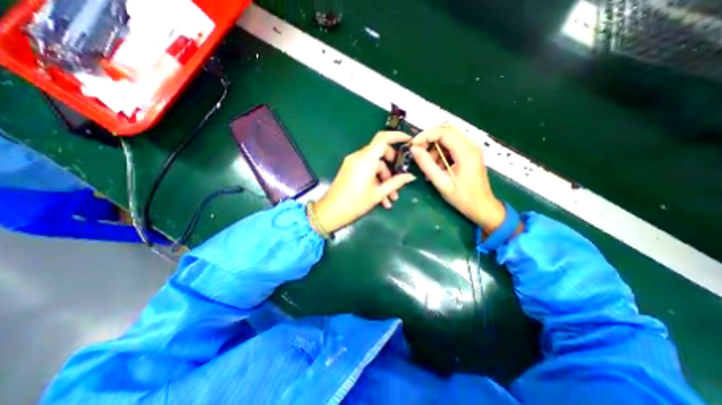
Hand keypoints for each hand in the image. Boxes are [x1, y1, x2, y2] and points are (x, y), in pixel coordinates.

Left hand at [315, 131, 418, 231]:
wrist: (331, 212)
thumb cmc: (356, 203)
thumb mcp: (378, 193)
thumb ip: (396, 182)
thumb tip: (411, 176)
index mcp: (366, 159)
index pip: (383, 138)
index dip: (397, 136)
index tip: (408, 141)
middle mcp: (358, 157)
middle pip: (380, 153)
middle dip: (392, 167)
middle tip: (399, 180)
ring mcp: (353, 163)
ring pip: (374, 165)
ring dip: (384, 179)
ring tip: (391, 198)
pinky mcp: (350, 169)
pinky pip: (366, 170)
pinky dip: (375, 180)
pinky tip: (381, 197)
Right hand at [408, 124, 503, 232]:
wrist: (482, 207)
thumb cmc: (463, 198)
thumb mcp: (442, 183)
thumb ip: (427, 165)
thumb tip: (413, 150)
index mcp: (466, 152)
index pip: (443, 132)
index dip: (425, 136)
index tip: (413, 146)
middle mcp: (471, 145)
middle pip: (446, 130)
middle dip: (429, 138)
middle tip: (418, 151)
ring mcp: (471, 148)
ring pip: (448, 137)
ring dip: (434, 147)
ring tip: (429, 165)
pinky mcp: (469, 153)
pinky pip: (451, 145)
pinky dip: (440, 152)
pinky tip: (437, 166)